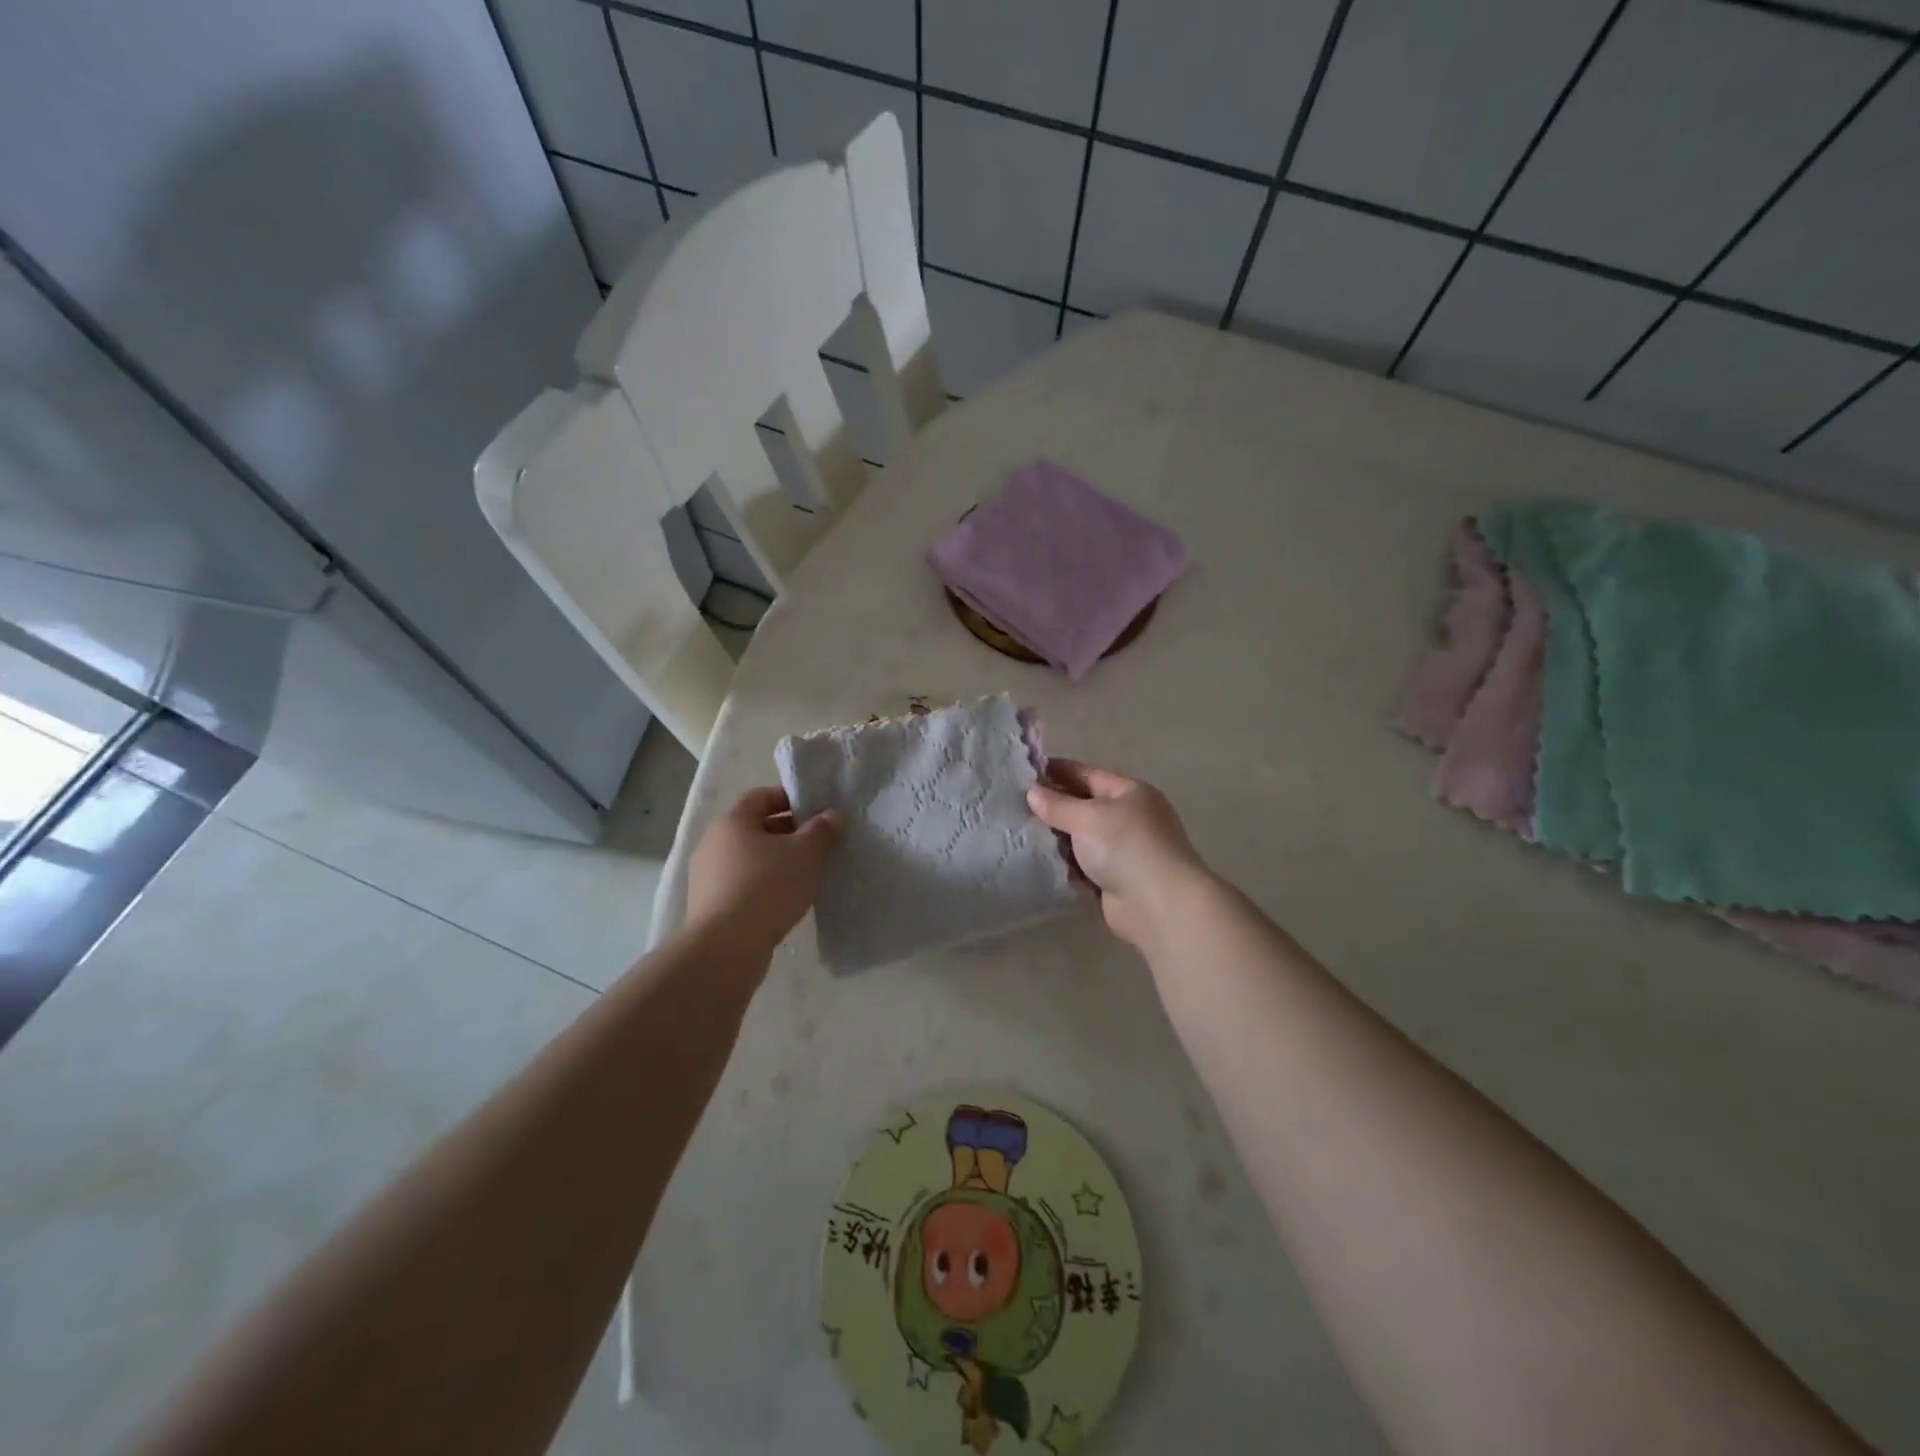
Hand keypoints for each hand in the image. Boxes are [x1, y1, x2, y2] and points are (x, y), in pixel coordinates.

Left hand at [684, 787, 842, 956]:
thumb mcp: (804, 854)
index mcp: (732, 822)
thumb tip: (833, 815)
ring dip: (778, 861)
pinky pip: (744, 884)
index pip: (760, 796)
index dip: (789, 798)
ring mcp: (709, 877)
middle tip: (819, 844)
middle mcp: (714, 844)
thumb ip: (821, 831)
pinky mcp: (711, 906)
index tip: (816, 811)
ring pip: (751, 858)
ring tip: (807, 874)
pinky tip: (787, 900)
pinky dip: (765, 885)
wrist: (726, 948)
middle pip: (756, 828)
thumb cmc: (766, 888)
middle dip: (789, 832)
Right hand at [1027, 761, 1210, 951]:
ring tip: (1020, 833)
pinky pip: (1084, 865)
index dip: (1056, 771)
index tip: (1023, 772)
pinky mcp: (1117, 879)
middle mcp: (1130, 817)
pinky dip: (1066, 864)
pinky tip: (1039, 862)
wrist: (1158, 904)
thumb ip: (1058, 805)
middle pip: (1085, 805)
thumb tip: (1033, 793)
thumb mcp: (1087, 817)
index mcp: (1129, 792)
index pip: (1087, 774)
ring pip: (1083, 837)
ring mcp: (1125, 850)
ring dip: (1058, 838)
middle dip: (1054, 806)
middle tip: (1015, 805)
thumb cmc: (1125, 846)